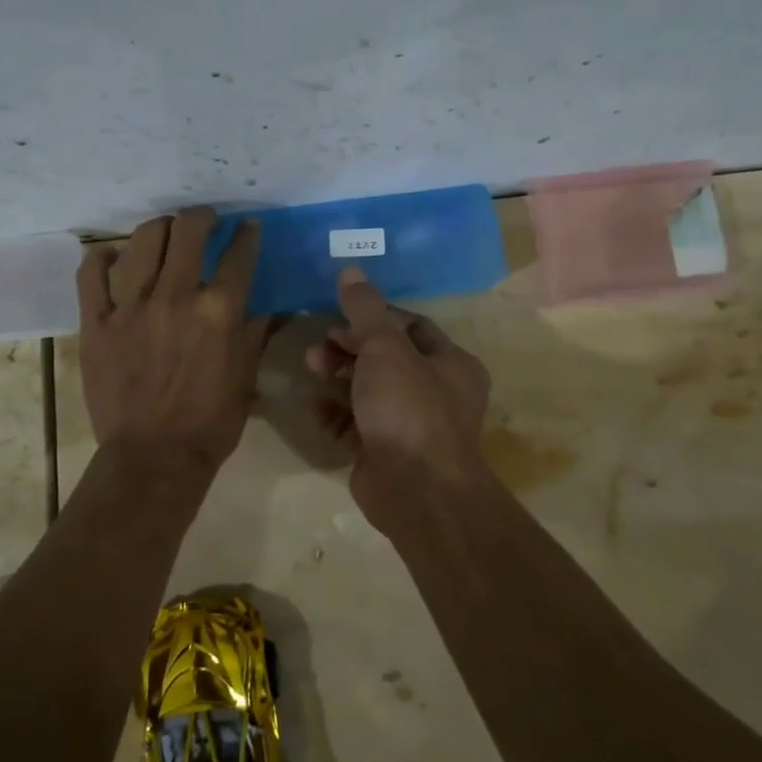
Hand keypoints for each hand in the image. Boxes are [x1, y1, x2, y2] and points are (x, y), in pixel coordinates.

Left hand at [77, 207, 268, 472]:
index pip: (238, 254)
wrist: (154, 457)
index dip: (247, 234)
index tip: (248, 228)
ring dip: (159, 228)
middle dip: (201, 217)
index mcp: (219, 310)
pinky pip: (92, 274)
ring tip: (165, 233)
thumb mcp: (246, 374)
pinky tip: (113, 256)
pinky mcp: (96, 322)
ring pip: (142, 240)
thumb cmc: (211, 421)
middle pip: (188, 231)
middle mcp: (175, 296)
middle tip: (205, 221)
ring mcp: (131, 307)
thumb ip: (258, 331)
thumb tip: (276, 303)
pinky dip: (102, 257)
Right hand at [304, 266, 492, 525]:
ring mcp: (408, 425)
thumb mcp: (385, 348)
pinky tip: (313, 405)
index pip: (412, 326)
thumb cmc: (409, 408)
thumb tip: (351, 270)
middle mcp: (435, 392)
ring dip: (338, 376)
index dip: (375, 317)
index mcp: (450, 364)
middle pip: (386, 358)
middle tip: (320, 343)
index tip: (341, 314)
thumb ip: (365, 310)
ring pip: (368, 391)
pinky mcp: (383, 452)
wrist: (416, 491)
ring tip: (311, 366)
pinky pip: (355, 424)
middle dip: (350, 347)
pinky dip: (334, 413)